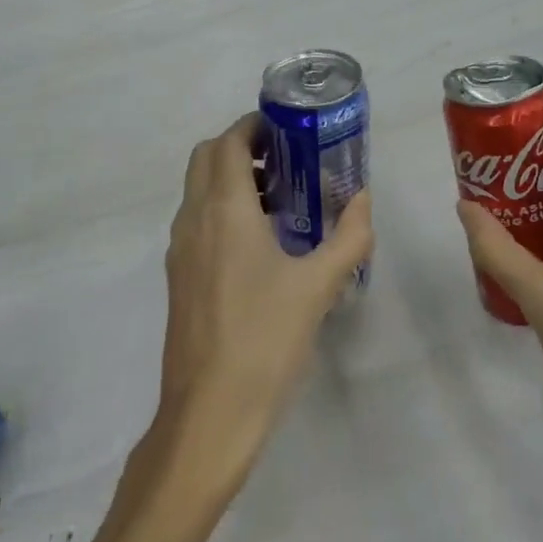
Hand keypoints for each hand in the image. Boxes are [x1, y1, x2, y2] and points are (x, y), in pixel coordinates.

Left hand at [157, 113, 372, 485]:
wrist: (207, 415)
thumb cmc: (264, 340)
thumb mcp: (318, 286)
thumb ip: (348, 237)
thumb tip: (364, 200)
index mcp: (224, 210)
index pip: (228, 142)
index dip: (254, 126)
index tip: (288, 128)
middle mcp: (194, 219)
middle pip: (207, 158)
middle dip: (242, 146)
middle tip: (286, 158)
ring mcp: (180, 249)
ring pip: (199, 189)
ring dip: (231, 177)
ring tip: (281, 197)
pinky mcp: (178, 277)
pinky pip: (197, 219)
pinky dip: (222, 208)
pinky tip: (260, 242)